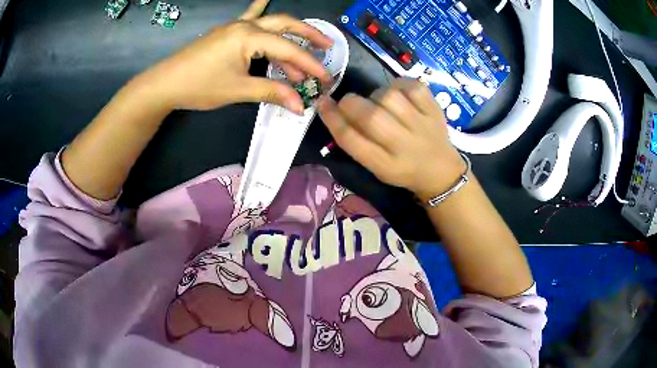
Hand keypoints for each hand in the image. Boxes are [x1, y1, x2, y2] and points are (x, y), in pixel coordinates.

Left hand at [135, 0, 332, 113]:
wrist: (165, 83)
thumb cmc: (199, 86)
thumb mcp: (237, 90)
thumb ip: (271, 92)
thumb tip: (300, 105)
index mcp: (249, 37)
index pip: (288, 49)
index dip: (309, 64)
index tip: (326, 78)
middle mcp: (245, 25)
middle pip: (286, 24)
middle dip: (309, 35)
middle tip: (328, 47)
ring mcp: (235, 25)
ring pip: (272, 21)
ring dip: (291, 31)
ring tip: (308, 43)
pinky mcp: (227, 31)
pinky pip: (250, 15)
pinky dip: (262, 7)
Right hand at [318, 78, 465, 199]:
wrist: (441, 172)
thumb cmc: (402, 169)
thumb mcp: (376, 168)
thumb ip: (356, 143)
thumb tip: (334, 109)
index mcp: (384, 165)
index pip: (350, 139)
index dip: (331, 118)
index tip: (322, 103)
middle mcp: (403, 146)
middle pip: (370, 117)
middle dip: (350, 103)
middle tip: (350, 103)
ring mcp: (422, 125)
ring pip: (389, 97)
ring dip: (376, 94)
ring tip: (379, 102)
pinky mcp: (434, 109)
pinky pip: (412, 86)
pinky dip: (399, 85)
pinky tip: (398, 94)